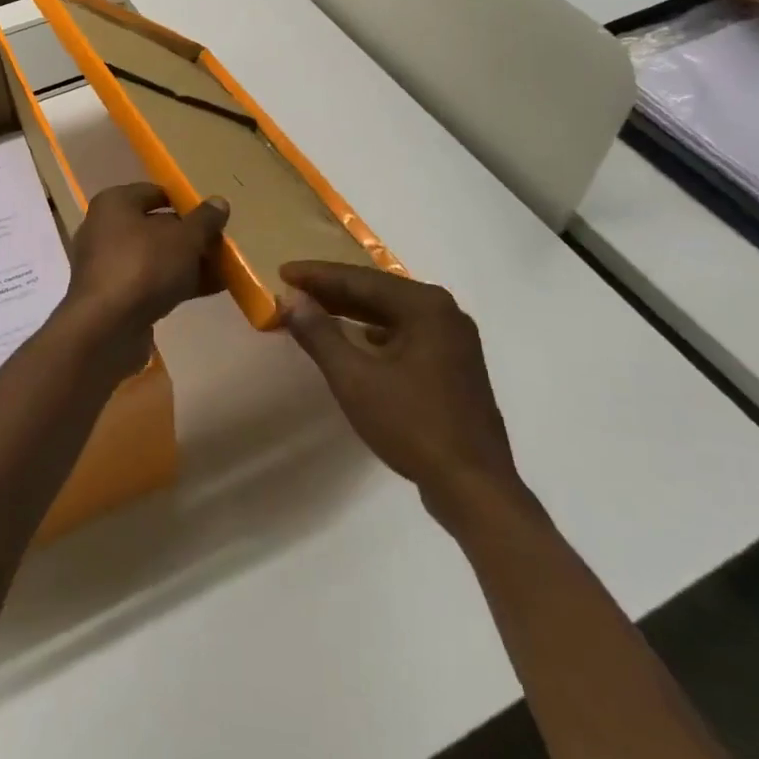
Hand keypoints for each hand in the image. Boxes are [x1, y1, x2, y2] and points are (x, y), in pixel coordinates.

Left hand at [56, 183, 228, 374]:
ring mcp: (106, 265)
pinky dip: (175, 283)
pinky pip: (149, 282)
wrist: (106, 328)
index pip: (155, 192)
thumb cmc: (144, 266)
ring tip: (223, 270)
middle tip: (220, 245)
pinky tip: (208, 290)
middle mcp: (104, 228)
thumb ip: (204, 220)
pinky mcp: (111, 296)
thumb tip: (219, 201)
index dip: (185, 203)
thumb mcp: (184, 238)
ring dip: (186, 263)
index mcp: (115, 203)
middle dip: (189, 237)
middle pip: (155, 226)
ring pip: (154, 257)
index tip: (212, 216)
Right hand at [279, 262, 519, 508]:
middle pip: (378, 291)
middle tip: (294, 289)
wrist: (475, 488)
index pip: (360, 279)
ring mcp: (454, 339)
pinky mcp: (455, 364)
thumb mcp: (355, 379)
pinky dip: (376, 331)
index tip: (283, 271)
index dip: (317, 275)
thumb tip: (291, 300)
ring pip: (392, 313)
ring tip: (316, 309)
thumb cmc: (412, 426)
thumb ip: (320, 334)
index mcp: (424, 306)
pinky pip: (406, 333)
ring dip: (353, 311)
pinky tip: (359, 338)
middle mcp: (444, 312)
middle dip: (334, 290)